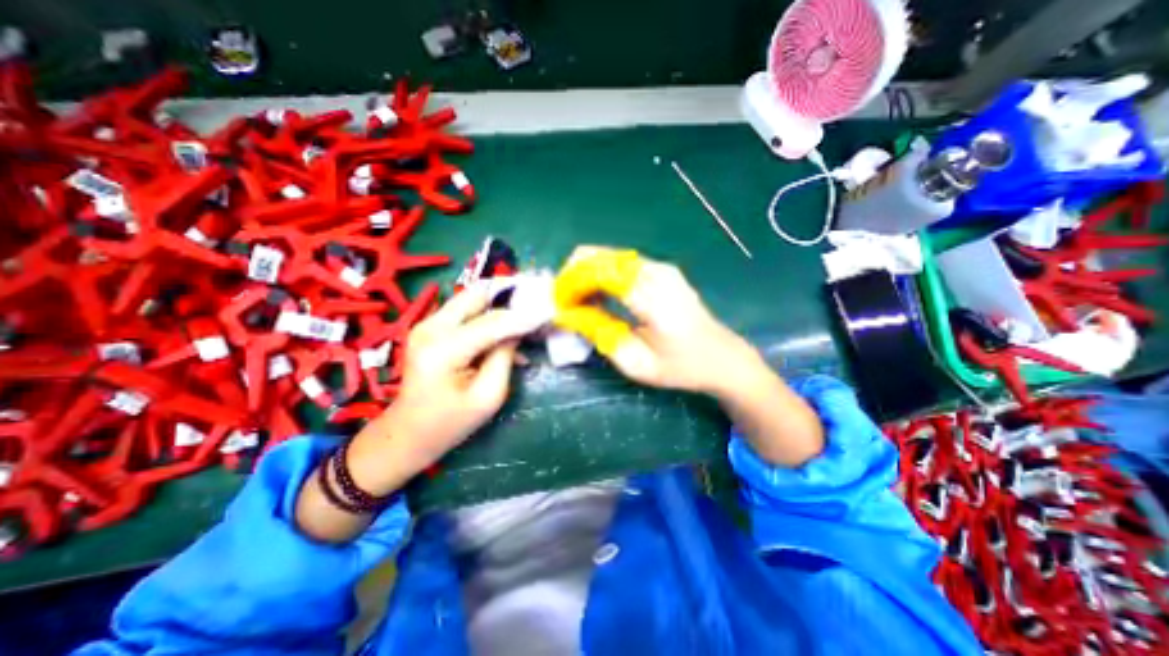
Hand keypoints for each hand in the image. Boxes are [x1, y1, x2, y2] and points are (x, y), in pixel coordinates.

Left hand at [371, 286, 540, 464]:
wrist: (407, 433)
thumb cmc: (449, 423)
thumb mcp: (488, 396)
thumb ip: (505, 358)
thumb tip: (519, 329)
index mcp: (443, 350)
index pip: (492, 323)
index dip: (523, 316)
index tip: (549, 310)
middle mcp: (430, 327)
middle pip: (477, 295)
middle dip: (508, 299)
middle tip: (534, 306)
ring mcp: (427, 324)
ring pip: (472, 298)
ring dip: (498, 305)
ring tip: (523, 317)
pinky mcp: (430, 327)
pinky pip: (465, 310)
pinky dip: (487, 315)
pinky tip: (503, 332)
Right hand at [553, 247, 818, 465]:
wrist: (722, 358)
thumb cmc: (681, 367)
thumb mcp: (636, 363)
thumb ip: (599, 333)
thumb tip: (566, 314)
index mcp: (651, 296)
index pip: (598, 271)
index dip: (570, 283)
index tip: (557, 303)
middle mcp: (655, 272)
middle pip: (599, 256)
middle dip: (573, 275)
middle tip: (563, 303)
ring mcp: (660, 267)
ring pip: (607, 256)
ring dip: (585, 275)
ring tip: (577, 303)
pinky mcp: (661, 270)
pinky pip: (620, 263)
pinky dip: (601, 275)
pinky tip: (598, 297)